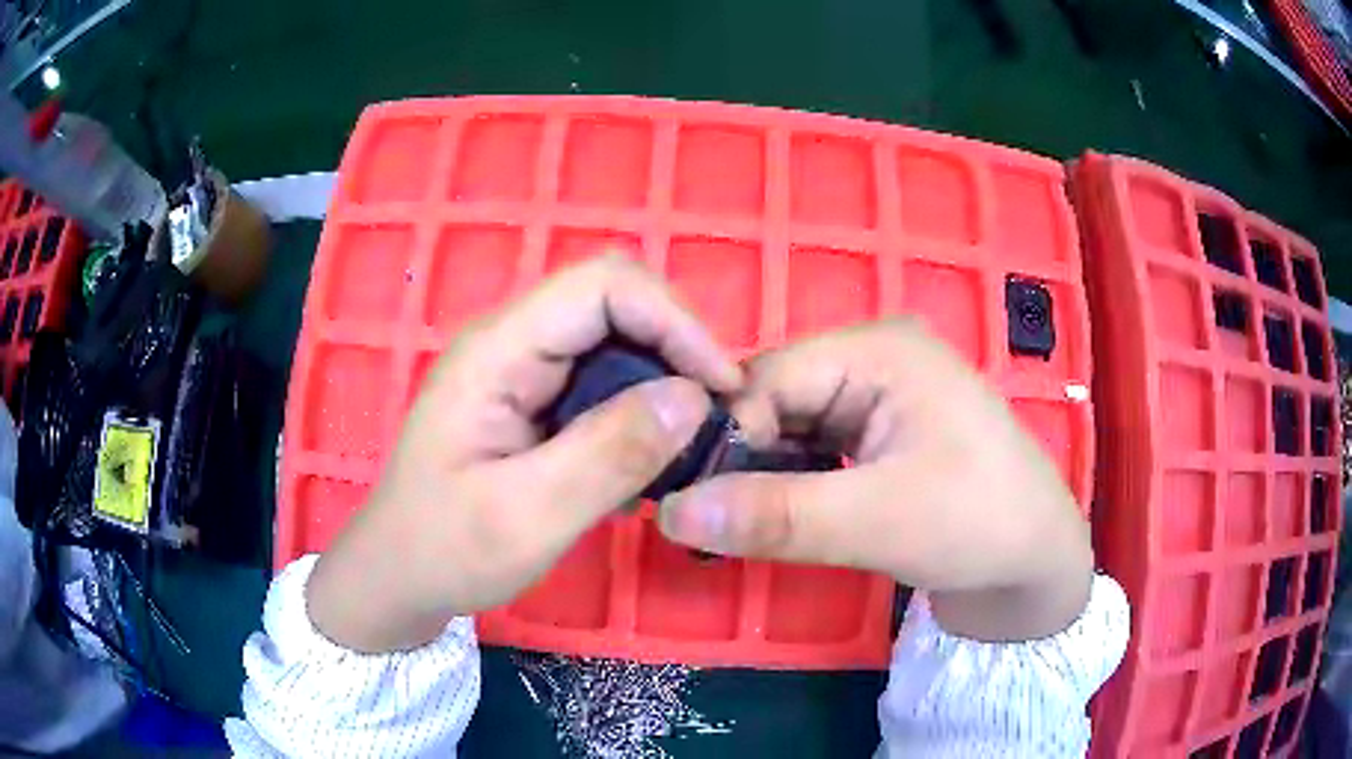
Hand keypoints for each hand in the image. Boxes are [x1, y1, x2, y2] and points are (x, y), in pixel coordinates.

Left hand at [306, 256, 741, 651]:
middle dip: (677, 343)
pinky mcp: (531, 398)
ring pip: (613, 336)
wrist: (398, 575)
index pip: (601, 285)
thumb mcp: (527, 517)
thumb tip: (694, 397)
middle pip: (613, 299)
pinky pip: (601, 375)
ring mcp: (519, 368)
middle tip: (717, 411)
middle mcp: (510, 341)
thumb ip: (608, 456)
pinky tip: (654, 446)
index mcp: (497, 352)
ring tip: (695, 431)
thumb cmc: (446, 551)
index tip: (720, 387)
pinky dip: (642, 400)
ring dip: (665, 373)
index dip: (673, 320)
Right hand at [657, 321, 1092, 641]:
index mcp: (879, 350)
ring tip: (734, 522)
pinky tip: (775, 513)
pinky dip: (789, 480)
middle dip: (742, 456)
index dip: (725, 435)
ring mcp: (879, 394)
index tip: (691, 501)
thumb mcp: (877, 522)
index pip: (769, 377)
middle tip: (706, 519)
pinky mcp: (880, 432)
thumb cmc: (978, 524)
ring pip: (791, 425)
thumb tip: (670, 514)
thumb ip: (775, 516)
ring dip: (762, 472)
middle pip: (776, 397)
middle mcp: (874, 357)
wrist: (1036, 562)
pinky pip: (814, 446)